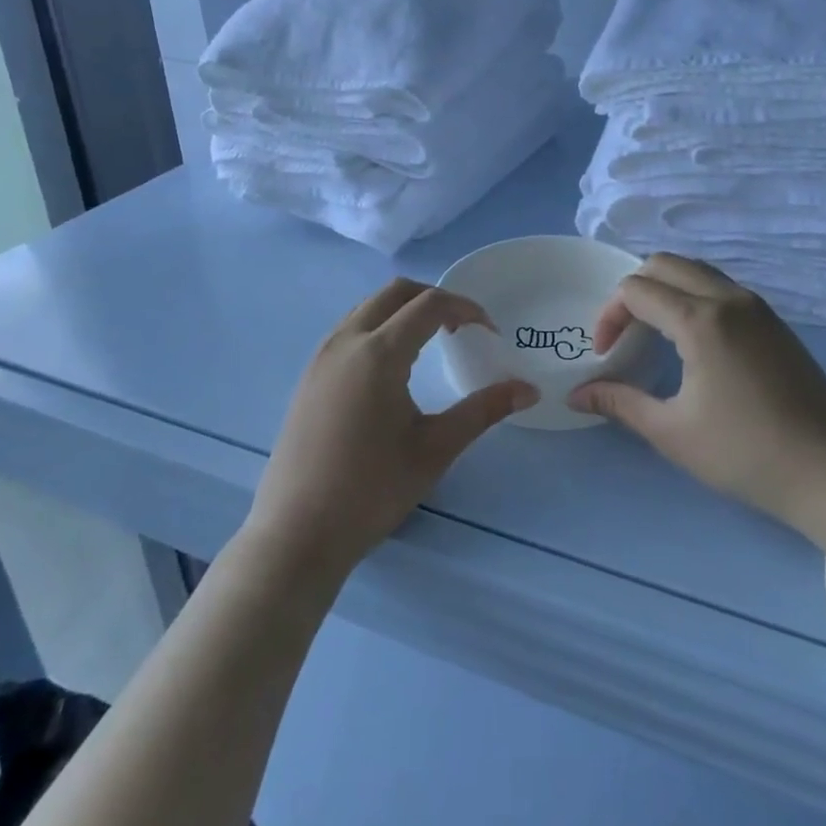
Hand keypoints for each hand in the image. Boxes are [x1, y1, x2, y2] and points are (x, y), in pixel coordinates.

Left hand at [244, 278, 536, 581]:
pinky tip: (391, 367)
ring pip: (367, 307)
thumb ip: (483, 410)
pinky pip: (349, 329)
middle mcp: (346, 341)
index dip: (466, 309)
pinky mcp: (309, 376)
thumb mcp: (436, 448)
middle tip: (461, 327)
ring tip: (430, 342)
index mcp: (379, 352)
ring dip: (403, 310)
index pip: (430, 305)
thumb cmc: (372, 490)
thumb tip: (529, 390)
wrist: (296, 533)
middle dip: (434, 298)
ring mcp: (321, 356)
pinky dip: (378, 326)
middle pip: (395, 292)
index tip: (490, 332)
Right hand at [570, 254, 825, 528]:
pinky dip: (693, 296)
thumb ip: (619, 403)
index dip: (609, 316)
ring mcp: (757, 306)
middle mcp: (728, 298)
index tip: (606, 355)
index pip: (636, 290)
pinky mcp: (774, 320)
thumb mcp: (671, 432)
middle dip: (633, 291)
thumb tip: (576, 395)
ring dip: (665, 288)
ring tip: (653, 332)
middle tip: (625, 334)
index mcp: (700, 319)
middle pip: (664, 264)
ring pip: (696, 270)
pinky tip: (692, 340)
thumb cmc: (744, 453)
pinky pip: (721, 287)